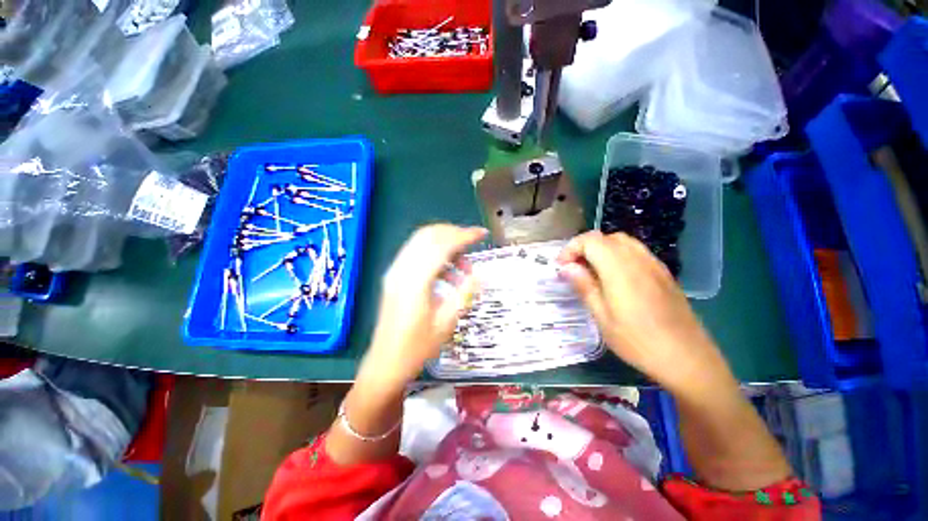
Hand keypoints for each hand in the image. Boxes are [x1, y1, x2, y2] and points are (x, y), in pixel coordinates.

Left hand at [359, 224, 487, 388]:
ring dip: (445, 244)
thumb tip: (479, 274)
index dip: (464, 235)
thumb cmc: (417, 348)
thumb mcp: (446, 323)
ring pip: (421, 241)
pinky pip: (416, 252)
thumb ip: (464, 293)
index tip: (481, 234)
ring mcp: (395, 271)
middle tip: (473, 244)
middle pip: (429, 235)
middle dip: (454, 233)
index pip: (441, 245)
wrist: (385, 363)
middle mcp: (401, 269)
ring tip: (463, 266)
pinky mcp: (394, 276)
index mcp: (415, 281)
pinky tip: (448, 272)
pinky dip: (434, 253)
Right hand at [557, 231, 732, 392]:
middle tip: (574, 269)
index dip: (571, 248)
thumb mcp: (602, 317)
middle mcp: (637, 259)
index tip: (561, 266)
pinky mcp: (663, 273)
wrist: (687, 358)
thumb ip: (584, 286)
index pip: (590, 240)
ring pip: (622, 242)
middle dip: (584, 248)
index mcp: (619, 269)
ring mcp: (654, 264)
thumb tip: (565, 267)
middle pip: (605, 237)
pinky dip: (618, 255)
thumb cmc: (638, 341)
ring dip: (601, 250)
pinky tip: (615, 277)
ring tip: (592, 271)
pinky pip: (636, 252)